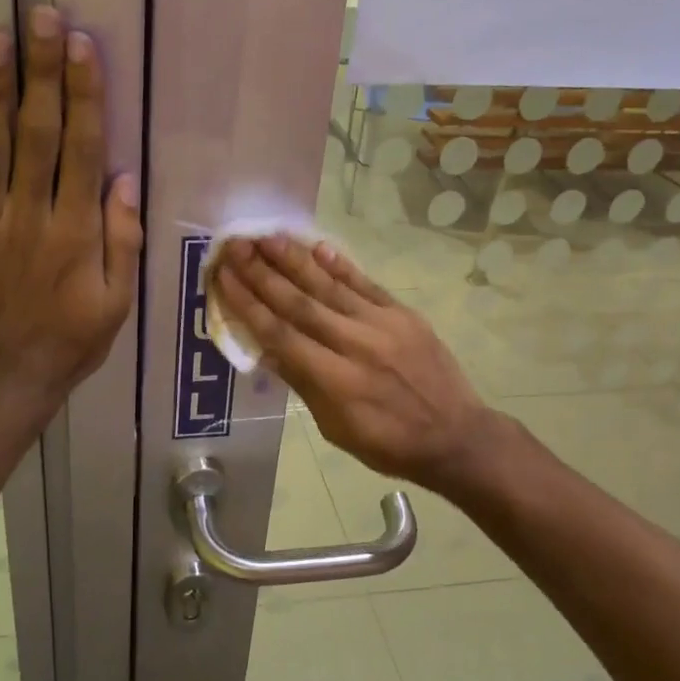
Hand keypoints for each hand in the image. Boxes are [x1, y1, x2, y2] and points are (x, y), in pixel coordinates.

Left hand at [0, 6, 141, 400]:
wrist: (4, 380)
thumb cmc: (70, 340)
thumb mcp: (117, 301)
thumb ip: (122, 239)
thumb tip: (123, 178)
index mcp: (73, 231)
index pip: (80, 148)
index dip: (83, 95)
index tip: (82, 47)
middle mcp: (27, 215)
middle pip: (36, 133)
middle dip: (41, 72)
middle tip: (41, 16)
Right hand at [211, 235, 497, 492]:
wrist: (456, 436)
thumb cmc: (388, 444)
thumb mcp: (335, 428)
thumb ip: (302, 383)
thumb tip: (265, 347)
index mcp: (335, 381)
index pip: (280, 334)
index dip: (248, 304)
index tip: (223, 277)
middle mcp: (355, 345)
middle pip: (300, 302)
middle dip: (262, 273)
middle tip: (235, 246)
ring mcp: (383, 325)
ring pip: (330, 286)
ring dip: (295, 260)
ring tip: (266, 237)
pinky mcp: (404, 314)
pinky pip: (366, 284)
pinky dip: (340, 265)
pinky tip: (317, 246)